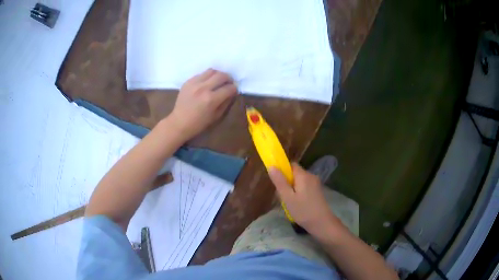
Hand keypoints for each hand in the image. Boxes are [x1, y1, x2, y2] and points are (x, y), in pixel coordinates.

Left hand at [169, 69, 236, 140]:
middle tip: (228, 83)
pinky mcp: (188, 81)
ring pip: (211, 71)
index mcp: (211, 99)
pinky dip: (207, 77)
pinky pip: (201, 74)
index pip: (229, 88)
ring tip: (218, 81)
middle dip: (228, 79)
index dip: (234, 89)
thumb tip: (232, 92)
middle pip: (221, 75)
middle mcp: (203, 88)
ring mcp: (194, 83)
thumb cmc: (199, 123)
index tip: (234, 91)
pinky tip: (207, 83)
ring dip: (218, 75)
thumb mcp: (216, 116)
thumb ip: (226, 102)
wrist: (179, 122)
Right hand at [268, 163, 340, 237]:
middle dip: (287, 182)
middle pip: (295, 173)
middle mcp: (311, 176)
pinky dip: (299, 192)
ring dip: (292, 189)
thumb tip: (271, 166)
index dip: (282, 171)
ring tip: (290, 202)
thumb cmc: (303, 210)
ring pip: (299, 181)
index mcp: (303, 175)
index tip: (277, 182)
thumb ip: (280, 181)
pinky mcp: (317, 191)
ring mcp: (315, 183)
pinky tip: (298, 204)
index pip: (291, 165)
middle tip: (283, 196)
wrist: (322, 223)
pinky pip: (305, 186)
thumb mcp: (287, 197)